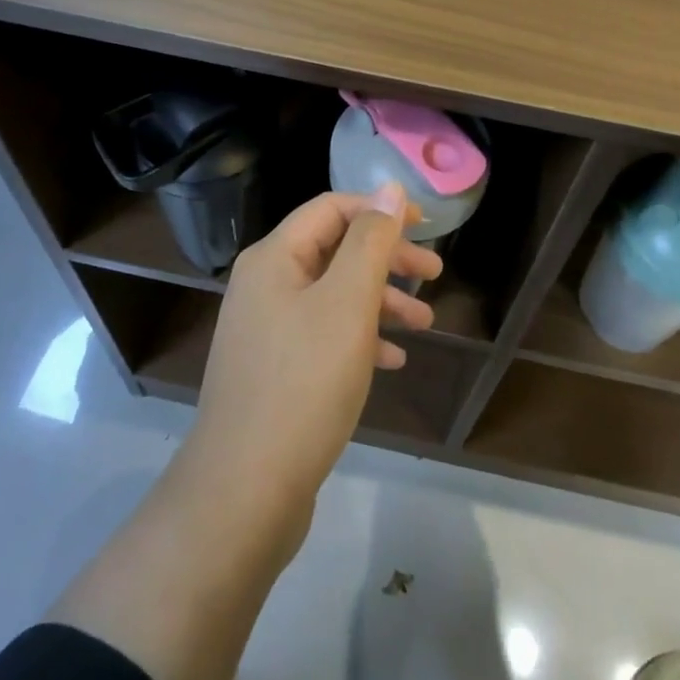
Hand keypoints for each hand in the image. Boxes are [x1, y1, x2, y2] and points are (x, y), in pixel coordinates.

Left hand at [182, 184, 442, 541]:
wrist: (245, 490)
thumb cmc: (304, 382)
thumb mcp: (348, 303)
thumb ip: (371, 241)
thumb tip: (389, 189)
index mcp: (274, 257)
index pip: (332, 208)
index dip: (381, 210)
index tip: (426, 229)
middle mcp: (264, 284)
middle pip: (335, 250)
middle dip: (387, 259)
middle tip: (434, 275)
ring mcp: (266, 329)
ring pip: (333, 295)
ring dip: (380, 301)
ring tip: (425, 325)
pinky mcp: (273, 369)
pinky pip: (323, 335)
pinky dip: (359, 337)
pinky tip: (391, 360)